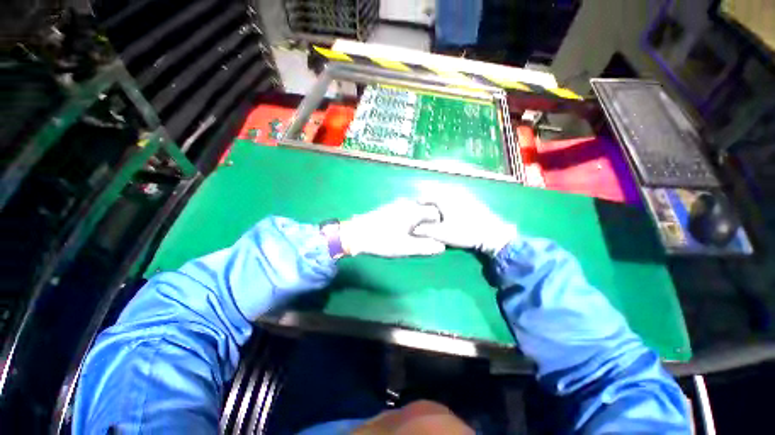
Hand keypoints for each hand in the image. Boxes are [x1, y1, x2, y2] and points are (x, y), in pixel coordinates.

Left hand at [340, 199, 445, 256]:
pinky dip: (410, 217)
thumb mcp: (406, 248)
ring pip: (416, 208)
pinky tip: (402, 228)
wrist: (356, 234)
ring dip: (419, 220)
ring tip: (414, 233)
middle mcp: (407, 203)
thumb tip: (442, 247)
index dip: (438, 226)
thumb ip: (426, 247)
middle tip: (424, 236)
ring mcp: (397, 203)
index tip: (433, 236)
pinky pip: (406, 209)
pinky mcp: (389, 206)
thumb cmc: (383, 240)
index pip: (435, 214)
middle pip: (426, 209)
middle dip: (429, 222)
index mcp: (414, 211)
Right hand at [413, 193, 516, 255]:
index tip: (417, 202)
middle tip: (426, 203)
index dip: (422, 199)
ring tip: (437, 203)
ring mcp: (466, 195)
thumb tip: (412, 230)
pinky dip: (451, 198)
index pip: (430, 195)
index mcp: (446, 200)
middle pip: (439, 191)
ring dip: (441, 196)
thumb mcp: (443, 234)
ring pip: (449, 192)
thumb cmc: (465, 232)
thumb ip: (426, 231)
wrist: (491, 233)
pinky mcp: (473, 200)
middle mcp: (455, 194)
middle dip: (431, 196)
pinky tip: (452, 205)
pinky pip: (457, 195)